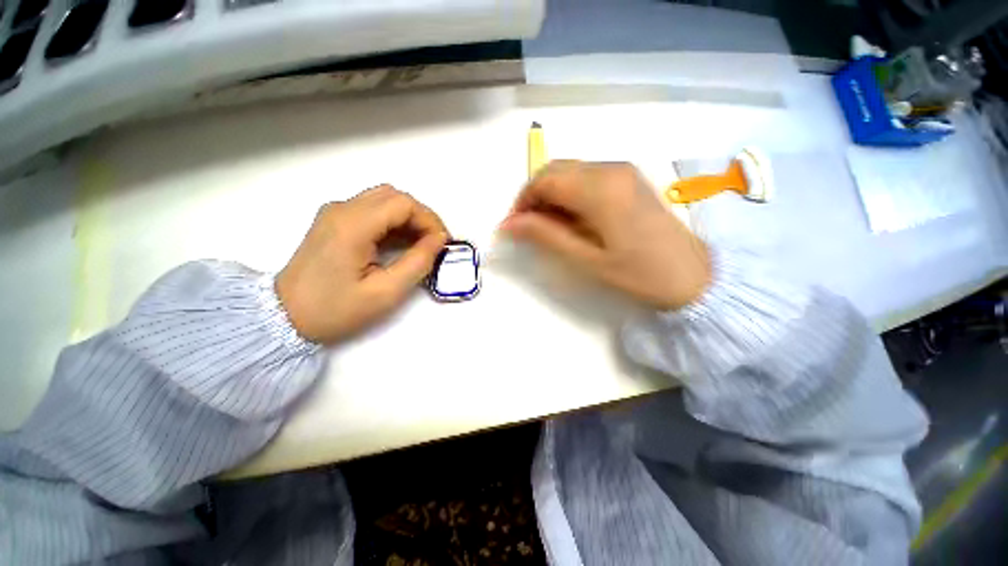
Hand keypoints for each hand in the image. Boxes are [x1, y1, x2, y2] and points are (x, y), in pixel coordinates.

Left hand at [276, 185, 448, 343]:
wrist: (284, 317)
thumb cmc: (336, 309)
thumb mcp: (385, 292)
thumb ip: (418, 262)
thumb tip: (439, 241)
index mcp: (353, 225)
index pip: (403, 203)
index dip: (429, 220)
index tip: (442, 244)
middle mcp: (342, 209)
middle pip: (394, 196)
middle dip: (421, 217)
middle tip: (434, 243)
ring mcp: (335, 213)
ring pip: (384, 200)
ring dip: (408, 218)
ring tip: (420, 244)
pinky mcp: (333, 221)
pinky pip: (371, 210)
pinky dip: (392, 222)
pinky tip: (399, 243)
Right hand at [501, 161, 709, 309]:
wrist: (694, 274)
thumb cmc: (638, 273)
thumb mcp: (586, 259)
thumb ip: (545, 236)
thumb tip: (509, 224)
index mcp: (599, 188)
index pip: (544, 180)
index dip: (522, 202)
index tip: (513, 227)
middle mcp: (609, 169)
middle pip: (555, 170)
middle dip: (534, 196)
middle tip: (528, 228)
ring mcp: (622, 171)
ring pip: (570, 171)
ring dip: (551, 195)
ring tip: (548, 227)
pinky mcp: (628, 178)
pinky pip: (586, 176)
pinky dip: (569, 193)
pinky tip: (571, 218)